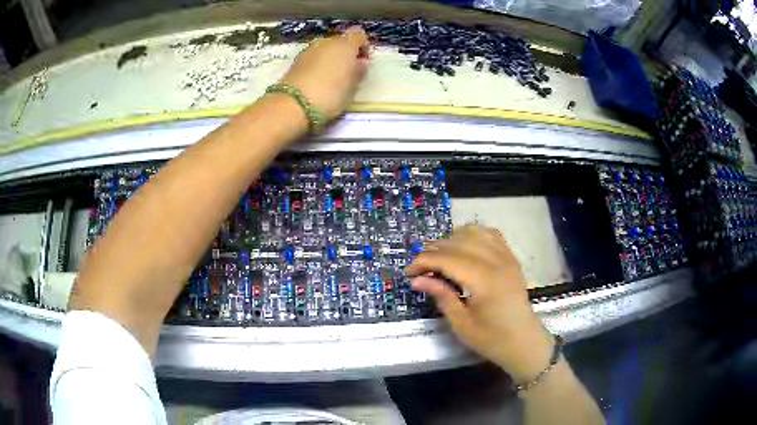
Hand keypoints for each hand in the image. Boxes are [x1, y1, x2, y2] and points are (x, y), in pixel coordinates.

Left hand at [280, 26, 369, 121]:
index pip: (359, 34)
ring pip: (325, 50)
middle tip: (347, 73)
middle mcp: (326, 42)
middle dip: (345, 54)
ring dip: (330, 60)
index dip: (363, 46)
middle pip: (340, 42)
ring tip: (331, 79)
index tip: (363, 62)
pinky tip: (316, 82)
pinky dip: (317, 65)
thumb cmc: (330, 94)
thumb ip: (358, 71)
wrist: (293, 105)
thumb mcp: (351, 86)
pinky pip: (313, 58)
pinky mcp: (295, 61)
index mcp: (344, 45)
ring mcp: (308, 50)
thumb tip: (362, 62)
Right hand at [405, 225, 555, 382]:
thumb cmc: (492, 338)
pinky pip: (490, 234)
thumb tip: (417, 279)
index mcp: (484, 280)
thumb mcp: (461, 323)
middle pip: (458, 242)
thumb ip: (441, 296)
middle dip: (434, 250)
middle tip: (420, 267)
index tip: (409, 273)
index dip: (424, 261)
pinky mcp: (511, 258)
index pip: (447, 258)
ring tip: (440, 256)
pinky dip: (473, 235)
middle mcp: (496, 261)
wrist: (523, 341)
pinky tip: (464, 246)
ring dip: (452, 239)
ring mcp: (506, 257)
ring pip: (474, 232)